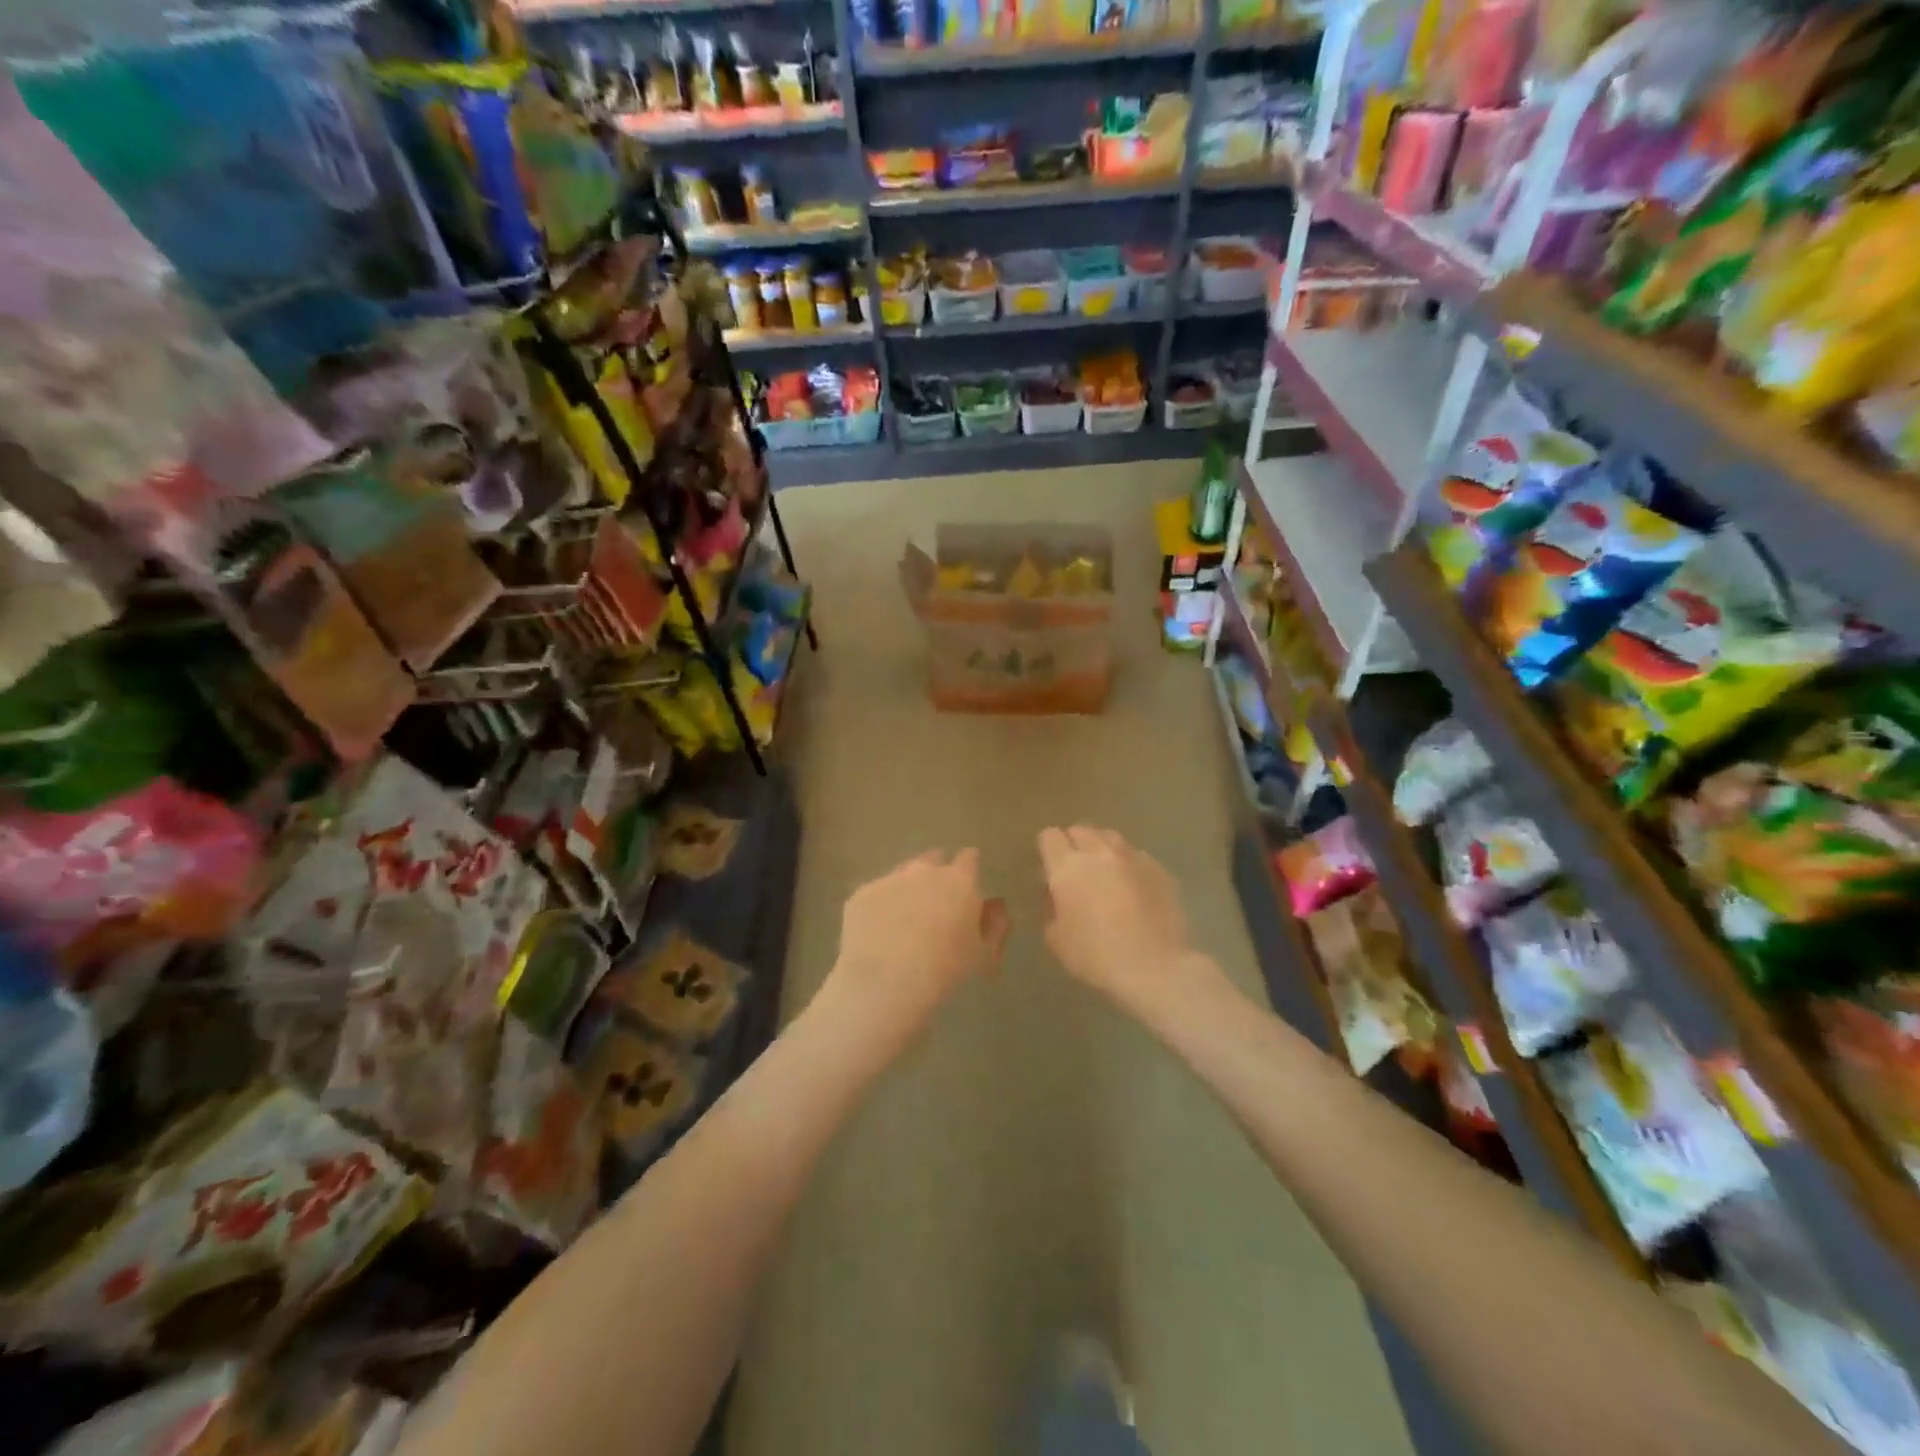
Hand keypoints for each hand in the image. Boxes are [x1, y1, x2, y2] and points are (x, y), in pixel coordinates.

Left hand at [814, 849, 1007, 1055]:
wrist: (886, 984)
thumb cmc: (946, 971)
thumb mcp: (984, 955)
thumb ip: (995, 925)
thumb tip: (995, 906)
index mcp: (959, 880)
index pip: (969, 858)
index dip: (968, 870)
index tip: (967, 888)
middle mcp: (923, 870)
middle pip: (933, 860)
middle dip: (936, 875)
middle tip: (935, 907)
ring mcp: (889, 879)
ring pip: (902, 875)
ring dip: (907, 890)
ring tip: (904, 924)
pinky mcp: (861, 894)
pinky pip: (875, 895)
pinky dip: (880, 908)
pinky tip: (879, 936)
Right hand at [1038, 826, 1226, 1015]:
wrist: (1154, 967)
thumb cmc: (1096, 956)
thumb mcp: (1057, 939)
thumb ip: (1051, 908)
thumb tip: (1056, 895)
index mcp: (1067, 867)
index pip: (1050, 836)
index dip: (1048, 849)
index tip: (1049, 868)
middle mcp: (1099, 852)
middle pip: (1081, 829)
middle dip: (1074, 844)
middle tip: (1076, 870)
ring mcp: (1132, 857)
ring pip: (1110, 837)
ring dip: (1102, 849)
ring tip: (1105, 873)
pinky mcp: (1158, 868)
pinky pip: (1136, 855)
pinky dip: (1129, 865)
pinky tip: (1133, 888)